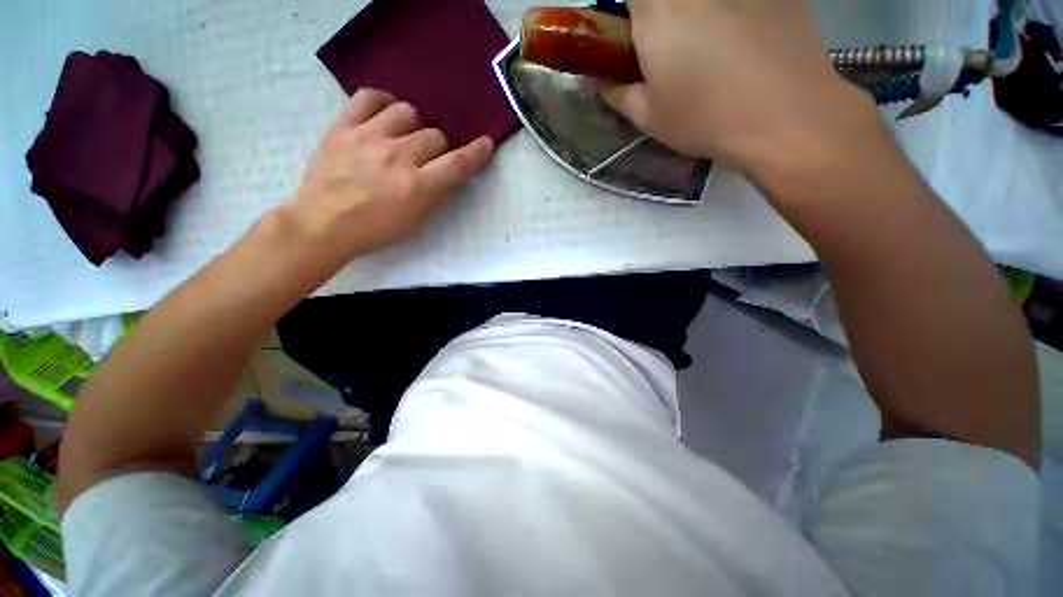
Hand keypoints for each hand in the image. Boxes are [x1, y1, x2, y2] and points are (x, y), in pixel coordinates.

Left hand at [290, 89, 493, 264]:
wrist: (324, 224)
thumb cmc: (377, 230)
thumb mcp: (418, 221)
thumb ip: (439, 195)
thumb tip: (452, 173)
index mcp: (418, 186)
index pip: (457, 163)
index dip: (476, 152)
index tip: (486, 143)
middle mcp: (398, 157)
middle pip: (435, 136)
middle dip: (438, 149)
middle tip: (427, 160)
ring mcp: (369, 138)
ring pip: (408, 112)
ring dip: (415, 126)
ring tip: (406, 137)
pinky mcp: (343, 127)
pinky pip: (369, 97)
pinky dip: (384, 102)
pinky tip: (386, 113)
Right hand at [603, 0, 881, 180]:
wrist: (786, 116)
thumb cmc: (704, 119)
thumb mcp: (647, 116)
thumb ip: (613, 90)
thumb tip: (589, 77)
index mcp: (657, 10)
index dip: (624, 10)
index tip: (628, 33)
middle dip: (656, 16)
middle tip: (663, 48)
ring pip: (701, 2)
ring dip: (694, 18)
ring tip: (707, 53)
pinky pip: (737, 0)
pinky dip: (731, 15)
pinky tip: (743, 44)